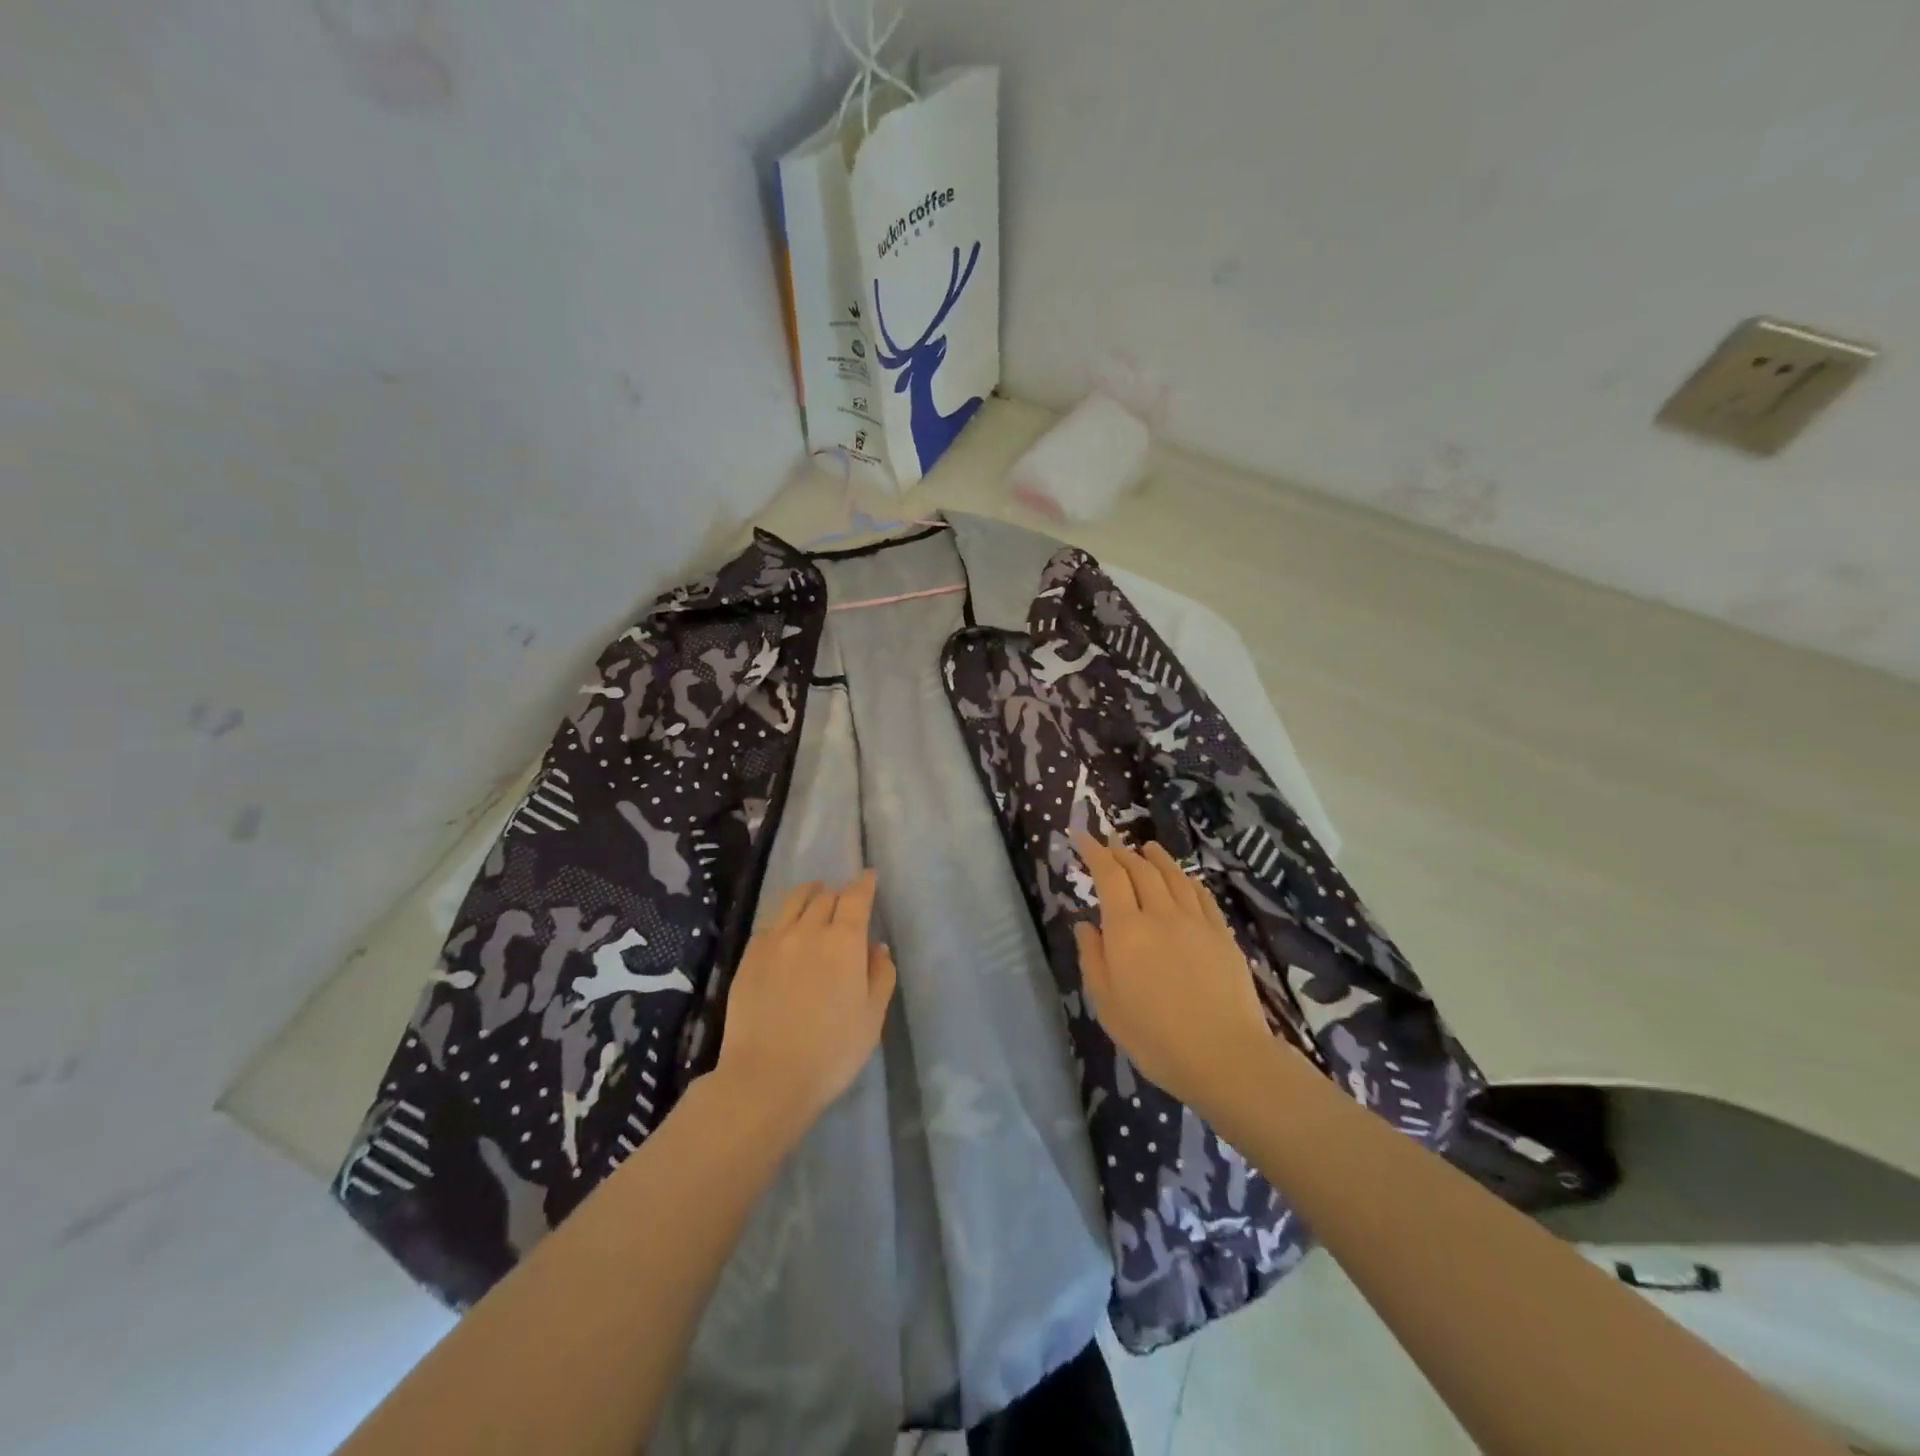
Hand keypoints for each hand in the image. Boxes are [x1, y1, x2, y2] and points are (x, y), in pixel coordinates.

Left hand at [714, 871, 895, 1126]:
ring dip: (810, 894)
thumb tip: (877, 947)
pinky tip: (786, 929)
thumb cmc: (831, 1052)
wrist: (766, 1077)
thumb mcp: (872, 1018)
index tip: (868, 875)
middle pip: (826, 897)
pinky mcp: (749, 957)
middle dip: (839, 893)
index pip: (856, 898)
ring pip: (794, 901)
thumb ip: (880, 976)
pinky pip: (771, 924)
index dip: (864, 884)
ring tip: (815, 895)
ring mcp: (774, 941)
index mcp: (844, 941)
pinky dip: (784, 917)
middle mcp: (809, 930)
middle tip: (844, 900)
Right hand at [1072, 835, 1274, 1114]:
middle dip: (1122, 852)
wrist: (1225, 1056)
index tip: (1081, 836)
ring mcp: (1196, 922)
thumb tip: (1085, 924)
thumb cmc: (1155, 1037)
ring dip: (1156, 857)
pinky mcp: (1222, 935)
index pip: (1108, 875)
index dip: (1093, 851)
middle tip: (1110, 844)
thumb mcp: (1107, 1004)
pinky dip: (1187, 879)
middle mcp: (1161, 914)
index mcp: (1127, 930)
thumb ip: (1093, 958)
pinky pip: (1201, 895)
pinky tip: (1184, 879)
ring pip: (1174, 876)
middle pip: (1140, 869)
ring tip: (1146, 847)